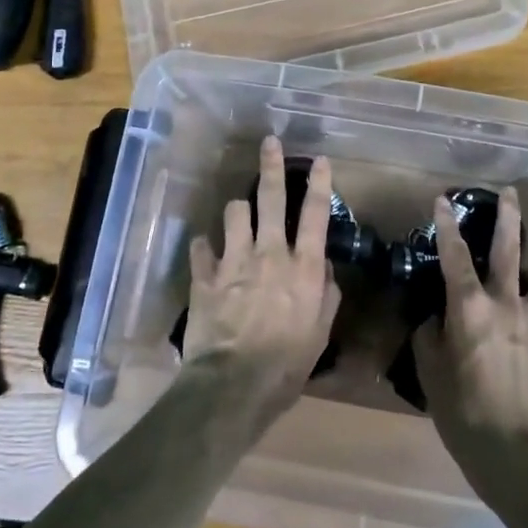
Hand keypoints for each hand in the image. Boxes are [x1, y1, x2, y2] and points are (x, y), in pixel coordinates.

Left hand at [183, 136, 341, 420]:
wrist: (233, 385)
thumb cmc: (286, 365)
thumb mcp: (320, 334)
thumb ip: (326, 295)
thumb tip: (325, 269)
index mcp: (303, 267)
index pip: (315, 215)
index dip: (319, 183)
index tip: (319, 159)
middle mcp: (270, 253)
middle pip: (271, 198)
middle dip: (271, 166)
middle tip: (269, 142)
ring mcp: (234, 260)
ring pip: (234, 213)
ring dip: (238, 210)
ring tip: (239, 213)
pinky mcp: (205, 276)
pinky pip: (201, 247)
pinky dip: (204, 247)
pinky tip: (205, 251)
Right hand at [413, 187, 527, 490]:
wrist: (516, 454)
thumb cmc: (463, 413)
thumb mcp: (430, 374)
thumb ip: (429, 338)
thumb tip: (434, 320)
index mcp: (470, 309)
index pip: (454, 256)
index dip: (447, 225)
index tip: (443, 200)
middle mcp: (505, 306)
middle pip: (509, 251)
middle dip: (509, 218)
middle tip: (510, 193)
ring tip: (527, 274)